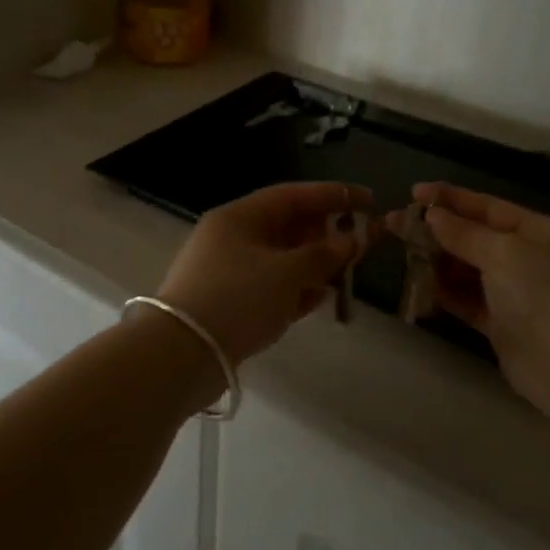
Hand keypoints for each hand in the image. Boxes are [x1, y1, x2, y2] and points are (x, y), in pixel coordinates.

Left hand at [156, 182, 369, 368]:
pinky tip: (322, 298)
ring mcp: (228, 272)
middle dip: (324, 233)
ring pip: (280, 259)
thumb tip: (350, 242)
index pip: (292, 195)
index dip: (333, 195)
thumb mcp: (286, 273)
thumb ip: (323, 255)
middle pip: (286, 226)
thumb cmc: (237, 298)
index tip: (368, 201)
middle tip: (360, 243)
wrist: (181, 354)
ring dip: (314, 264)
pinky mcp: (229, 303)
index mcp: (239, 217)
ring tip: (346, 272)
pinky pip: (271, 287)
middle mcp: (231, 238)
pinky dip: (296, 289)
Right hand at [389, 183, 549, 416]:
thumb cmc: (546, 295)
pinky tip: (418, 285)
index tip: (413, 192)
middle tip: (394, 224)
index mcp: (541, 232)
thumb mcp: (505, 253)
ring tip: (401, 253)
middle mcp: (531, 259)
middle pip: (476, 238)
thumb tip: (433, 215)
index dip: (451, 199)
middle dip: (437, 231)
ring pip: (468, 270)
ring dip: (437, 261)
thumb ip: (465, 234)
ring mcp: (517, 294)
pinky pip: (468, 301)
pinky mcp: (504, 326)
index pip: (489, 208)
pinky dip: (445, 293)